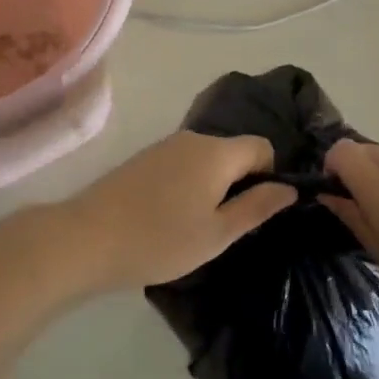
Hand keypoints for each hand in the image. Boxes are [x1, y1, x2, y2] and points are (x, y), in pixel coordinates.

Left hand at [61, 131, 296, 291]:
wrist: (88, 237)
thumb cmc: (161, 239)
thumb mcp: (217, 233)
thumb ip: (257, 207)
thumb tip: (289, 188)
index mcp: (217, 152)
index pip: (262, 147)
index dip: (270, 175)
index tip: (259, 210)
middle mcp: (193, 138)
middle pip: (233, 151)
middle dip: (241, 182)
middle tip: (229, 226)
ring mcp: (165, 146)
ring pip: (207, 158)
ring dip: (214, 185)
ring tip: (199, 225)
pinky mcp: (144, 158)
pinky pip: (183, 163)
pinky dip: (190, 184)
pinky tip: (172, 216)